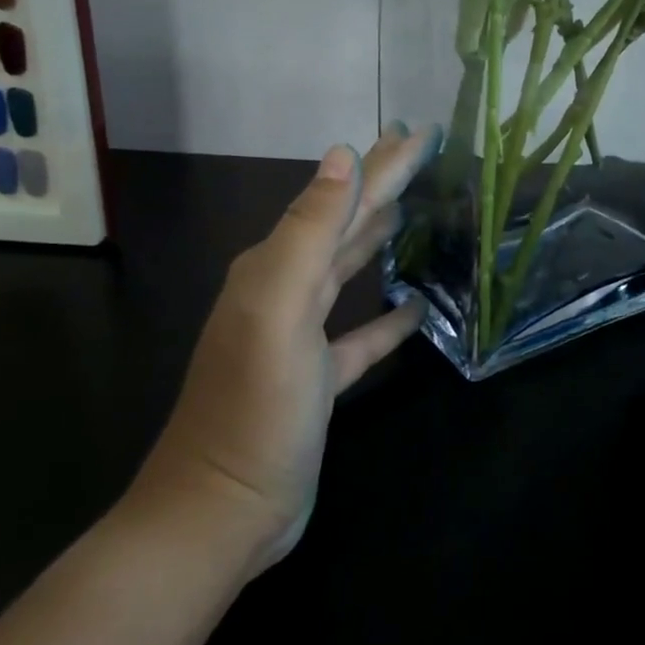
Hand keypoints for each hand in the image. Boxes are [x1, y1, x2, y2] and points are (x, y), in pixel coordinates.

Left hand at [130, 127, 435, 578]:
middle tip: (424, 154)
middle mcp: (285, 291)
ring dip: (380, 238)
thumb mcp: (279, 310)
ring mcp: (301, 337)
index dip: (383, 163)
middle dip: (383, 186)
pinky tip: (415, 307)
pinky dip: (387, 316)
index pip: (340, 199)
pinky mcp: (318, 377)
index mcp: (275, 268)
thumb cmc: (255, 408)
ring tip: (419, 210)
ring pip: (350, 270)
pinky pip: (360, 333)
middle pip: (345, 225)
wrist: (220, 513)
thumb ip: (310, 231)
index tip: (421, 131)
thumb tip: (342, 156)